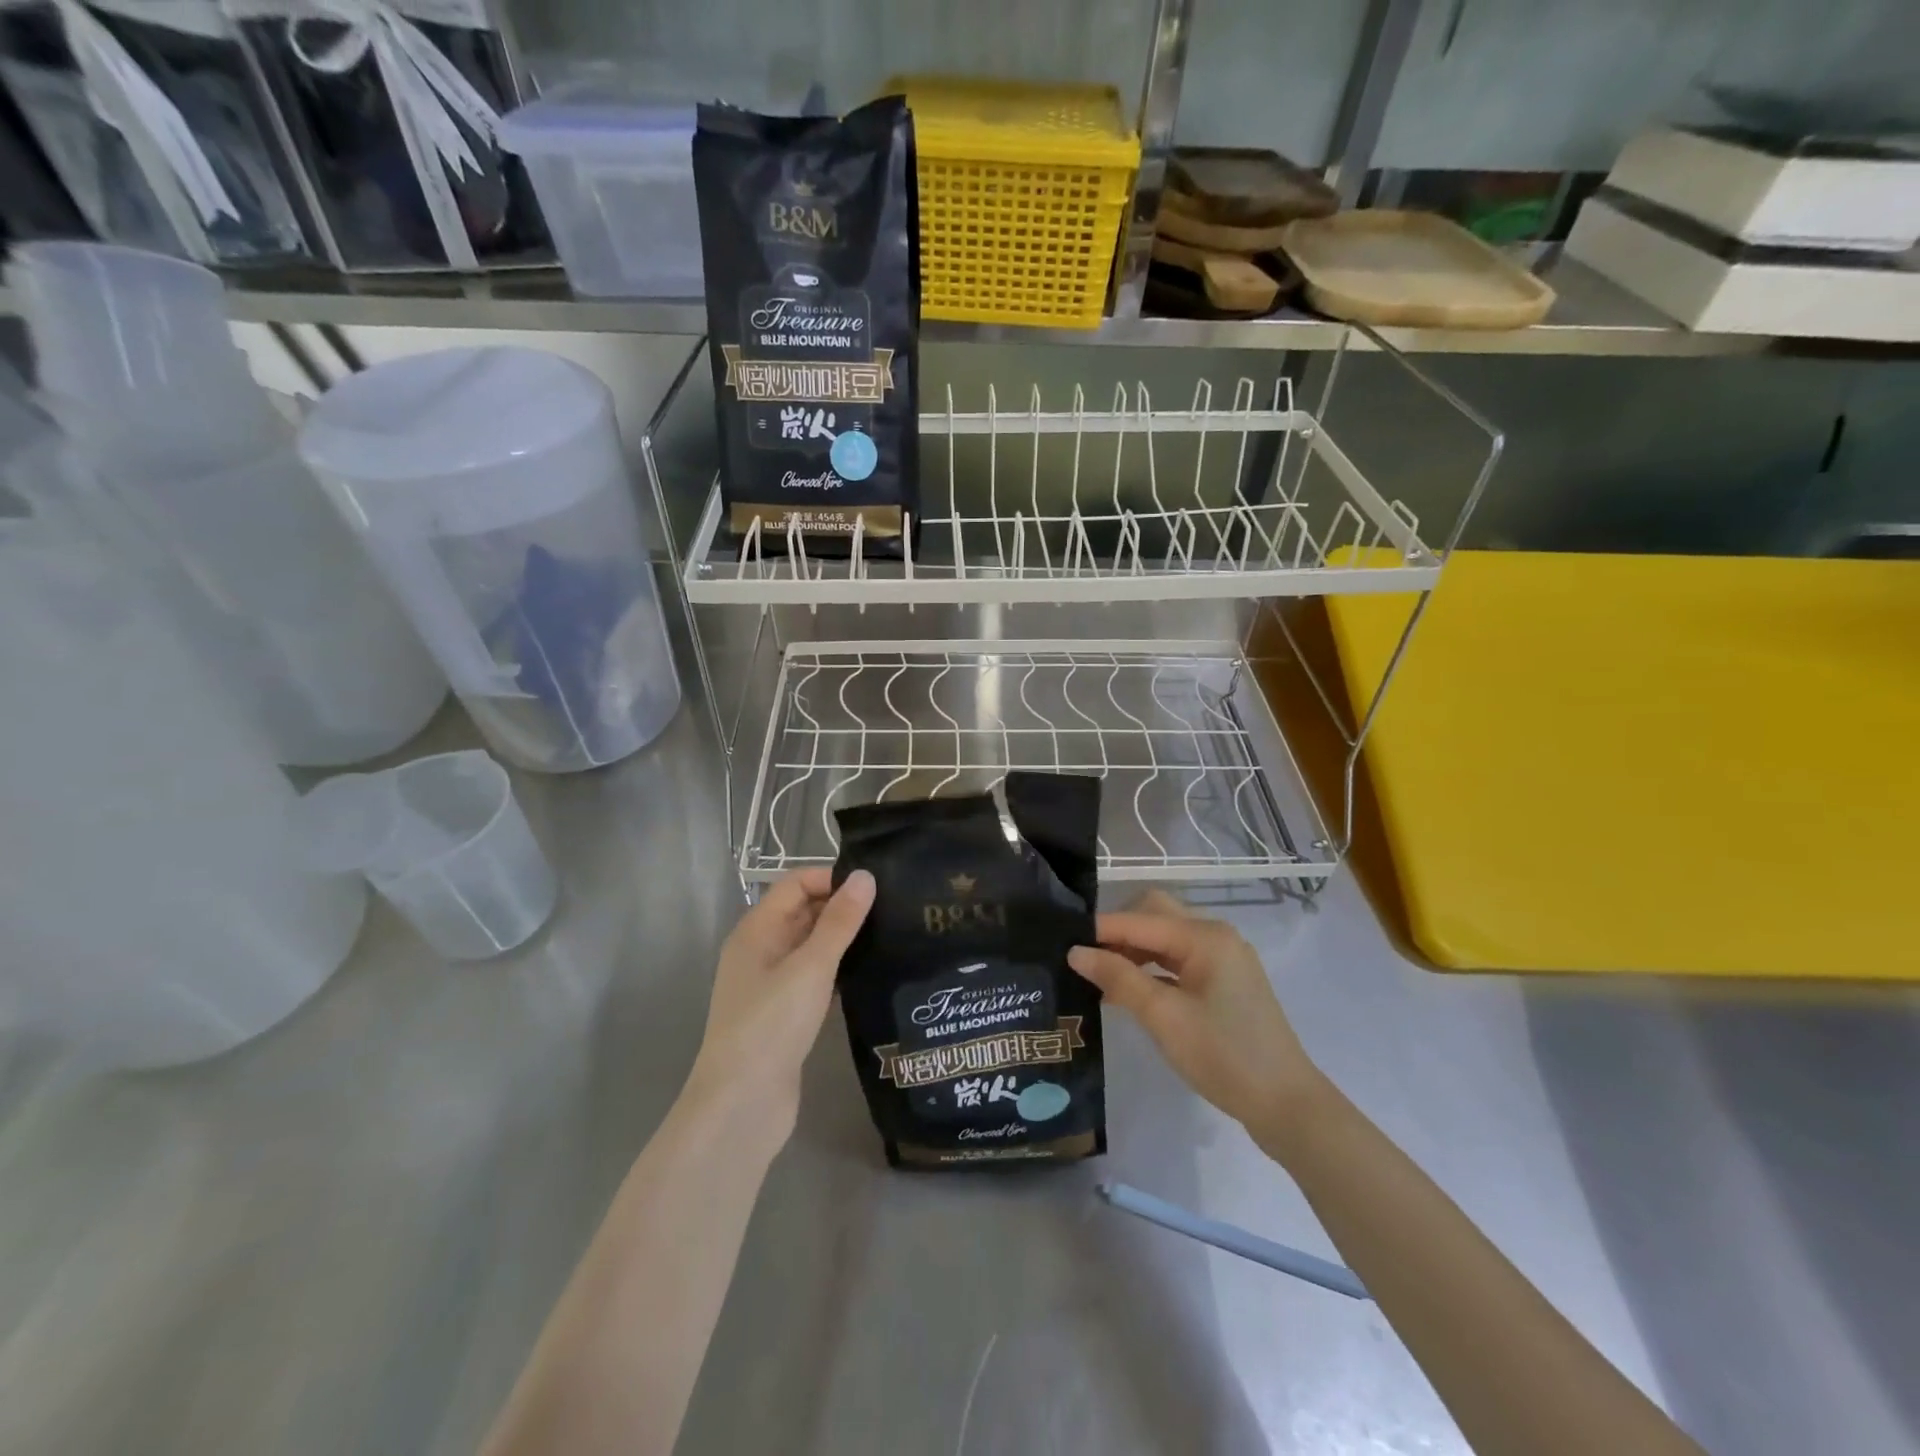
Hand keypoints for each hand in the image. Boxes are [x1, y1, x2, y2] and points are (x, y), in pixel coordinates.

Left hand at [686, 868, 874, 1141]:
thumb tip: (865, 876)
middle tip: (893, 908)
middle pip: (803, 912)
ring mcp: (771, 984)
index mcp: (756, 930)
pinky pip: (815, 977)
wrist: (742, 1106)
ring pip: (811, 946)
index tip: (875, 886)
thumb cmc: (771, 1024)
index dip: (831, 878)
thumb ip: (840, 921)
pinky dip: (838, 969)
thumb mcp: (811, 966)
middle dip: (842, 906)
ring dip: (843, 939)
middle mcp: (760, 951)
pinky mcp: (785, 1014)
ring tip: (890, 934)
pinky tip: (870, 972)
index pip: (795, 884)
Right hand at [1068, 890, 1323, 1141]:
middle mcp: (1215, 936)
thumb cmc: (1224, 1055)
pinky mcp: (1224, 982)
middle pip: (1154, 916)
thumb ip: (1119, 978)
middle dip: (1117, 933)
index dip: (1099, 929)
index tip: (1061, 942)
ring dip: (1132, 952)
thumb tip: (1076, 952)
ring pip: (1165, 940)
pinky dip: (1151, 969)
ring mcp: (1222, 959)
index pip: (1139, 918)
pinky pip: (1178, 961)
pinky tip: (1127, 992)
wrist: (1286, 1105)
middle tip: (1083, 958)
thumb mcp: (1164, 1017)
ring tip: (1098, 978)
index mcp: (1204, 937)